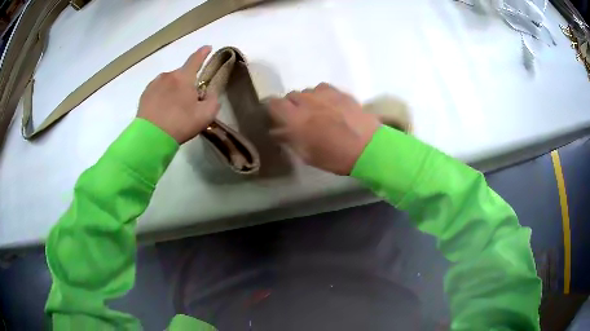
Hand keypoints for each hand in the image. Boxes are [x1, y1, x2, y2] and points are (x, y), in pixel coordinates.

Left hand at [137, 45, 219, 143]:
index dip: (203, 52)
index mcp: (184, 77)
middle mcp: (168, 75)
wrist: (150, 137)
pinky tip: (162, 109)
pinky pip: (158, 89)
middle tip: (188, 100)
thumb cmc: (180, 124)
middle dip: (187, 82)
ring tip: (173, 107)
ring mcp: (154, 84)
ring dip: (173, 89)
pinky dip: (162, 95)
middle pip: (182, 74)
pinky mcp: (145, 94)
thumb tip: (210, 92)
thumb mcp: (205, 115)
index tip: (208, 47)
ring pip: (169, 82)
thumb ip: (213, 100)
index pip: (196, 59)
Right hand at [269, 83, 380, 174]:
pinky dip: (320, 95)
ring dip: (306, 100)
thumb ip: (289, 140)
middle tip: (299, 118)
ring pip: (306, 91)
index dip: (273, 109)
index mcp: (295, 119)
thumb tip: (277, 131)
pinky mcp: (339, 91)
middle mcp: (306, 102)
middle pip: (290, 96)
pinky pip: (322, 88)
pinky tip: (329, 104)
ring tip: (317, 111)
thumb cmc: (335, 157)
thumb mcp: (307, 155)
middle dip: (291, 106)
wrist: (368, 147)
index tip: (278, 117)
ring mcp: (324, 94)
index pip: (273, 103)